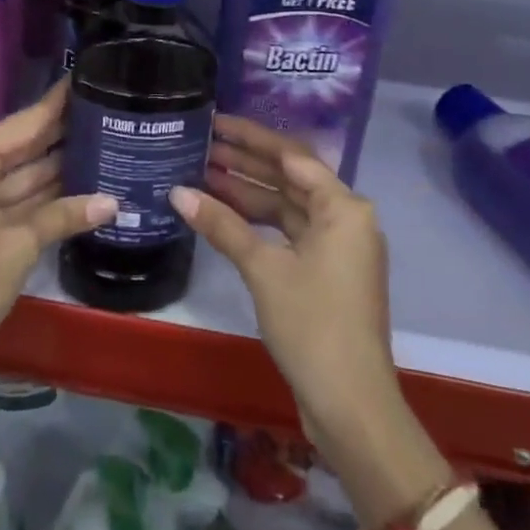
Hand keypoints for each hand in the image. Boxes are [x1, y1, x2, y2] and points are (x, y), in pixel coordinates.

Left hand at [0, 82, 114, 380]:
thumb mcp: (17, 247)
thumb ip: (64, 216)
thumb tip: (113, 201)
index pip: (24, 123)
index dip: (57, 103)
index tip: (88, 76)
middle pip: (24, 144)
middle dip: (64, 132)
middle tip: (110, 108)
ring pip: (23, 172)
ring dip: (60, 164)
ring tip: (107, 140)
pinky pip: (17, 197)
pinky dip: (46, 195)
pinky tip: (84, 183)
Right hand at [171, 115, 401, 456]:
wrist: (352, 407)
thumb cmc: (313, 326)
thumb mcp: (264, 270)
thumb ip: (222, 225)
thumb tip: (177, 192)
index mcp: (344, 207)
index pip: (291, 157)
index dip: (251, 138)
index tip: (216, 122)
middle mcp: (346, 219)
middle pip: (290, 179)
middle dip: (245, 163)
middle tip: (202, 144)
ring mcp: (337, 248)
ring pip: (287, 207)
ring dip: (248, 192)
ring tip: (202, 173)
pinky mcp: (326, 273)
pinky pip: (288, 232)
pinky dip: (258, 223)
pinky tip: (223, 213)